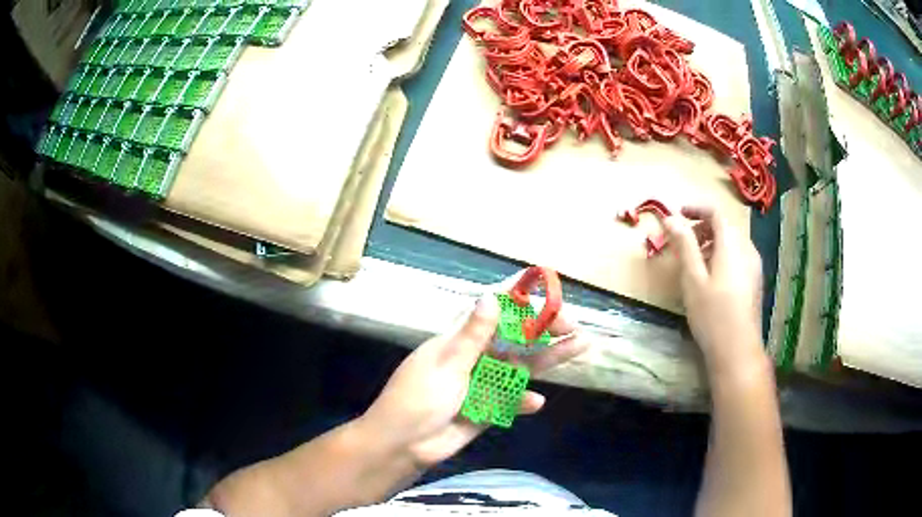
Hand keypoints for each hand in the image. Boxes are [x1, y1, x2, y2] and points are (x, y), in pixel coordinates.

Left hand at [360, 293, 587, 467]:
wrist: (403, 445)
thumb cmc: (417, 399)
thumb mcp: (446, 365)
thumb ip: (473, 336)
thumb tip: (491, 296)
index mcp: (461, 340)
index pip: (495, 311)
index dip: (520, 300)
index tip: (547, 292)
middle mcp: (476, 357)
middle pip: (517, 338)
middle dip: (545, 329)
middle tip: (574, 327)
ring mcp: (484, 383)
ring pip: (522, 366)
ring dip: (549, 358)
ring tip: (581, 346)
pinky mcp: (487, 408)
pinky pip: (512, 400)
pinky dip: (523, 400)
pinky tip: (536, 402)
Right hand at [663, 206, 765, 374]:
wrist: (738, 351)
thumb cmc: (712, 314)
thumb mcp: (693, 279)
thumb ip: (684, 245)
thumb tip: (670, 218)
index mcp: (732, 245)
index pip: (716, 213)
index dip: (696, 209)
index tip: (678, 215)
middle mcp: (747, 250)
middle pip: (725, 227)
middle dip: (703, 228)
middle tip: (683, 243)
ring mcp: (754, 266)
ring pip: (733, 243)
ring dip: (713, 243)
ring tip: (695, 263)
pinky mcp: (755, 282)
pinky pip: (739, 257)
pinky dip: (723, 256)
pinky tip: (712, 279)